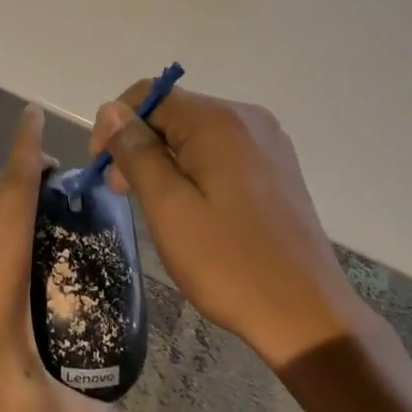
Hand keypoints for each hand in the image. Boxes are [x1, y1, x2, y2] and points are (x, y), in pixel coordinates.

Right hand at [90, 85, 371, 369]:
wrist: (308, 316)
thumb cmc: (230, 263)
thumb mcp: (168, 207)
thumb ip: (137, 152)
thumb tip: (112, 110)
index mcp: (219, 120)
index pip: (151, 95)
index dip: (116, 124)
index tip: (103, 170)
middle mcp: (247, 118)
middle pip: (174, 112)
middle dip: (141, 144)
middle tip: (125, 194)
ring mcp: (268, 142)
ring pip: (197, 133)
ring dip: (166, 159)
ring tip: (159, 207)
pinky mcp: (277, 167)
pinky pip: (222, 151)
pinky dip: (196, 169)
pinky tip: (194, 208)